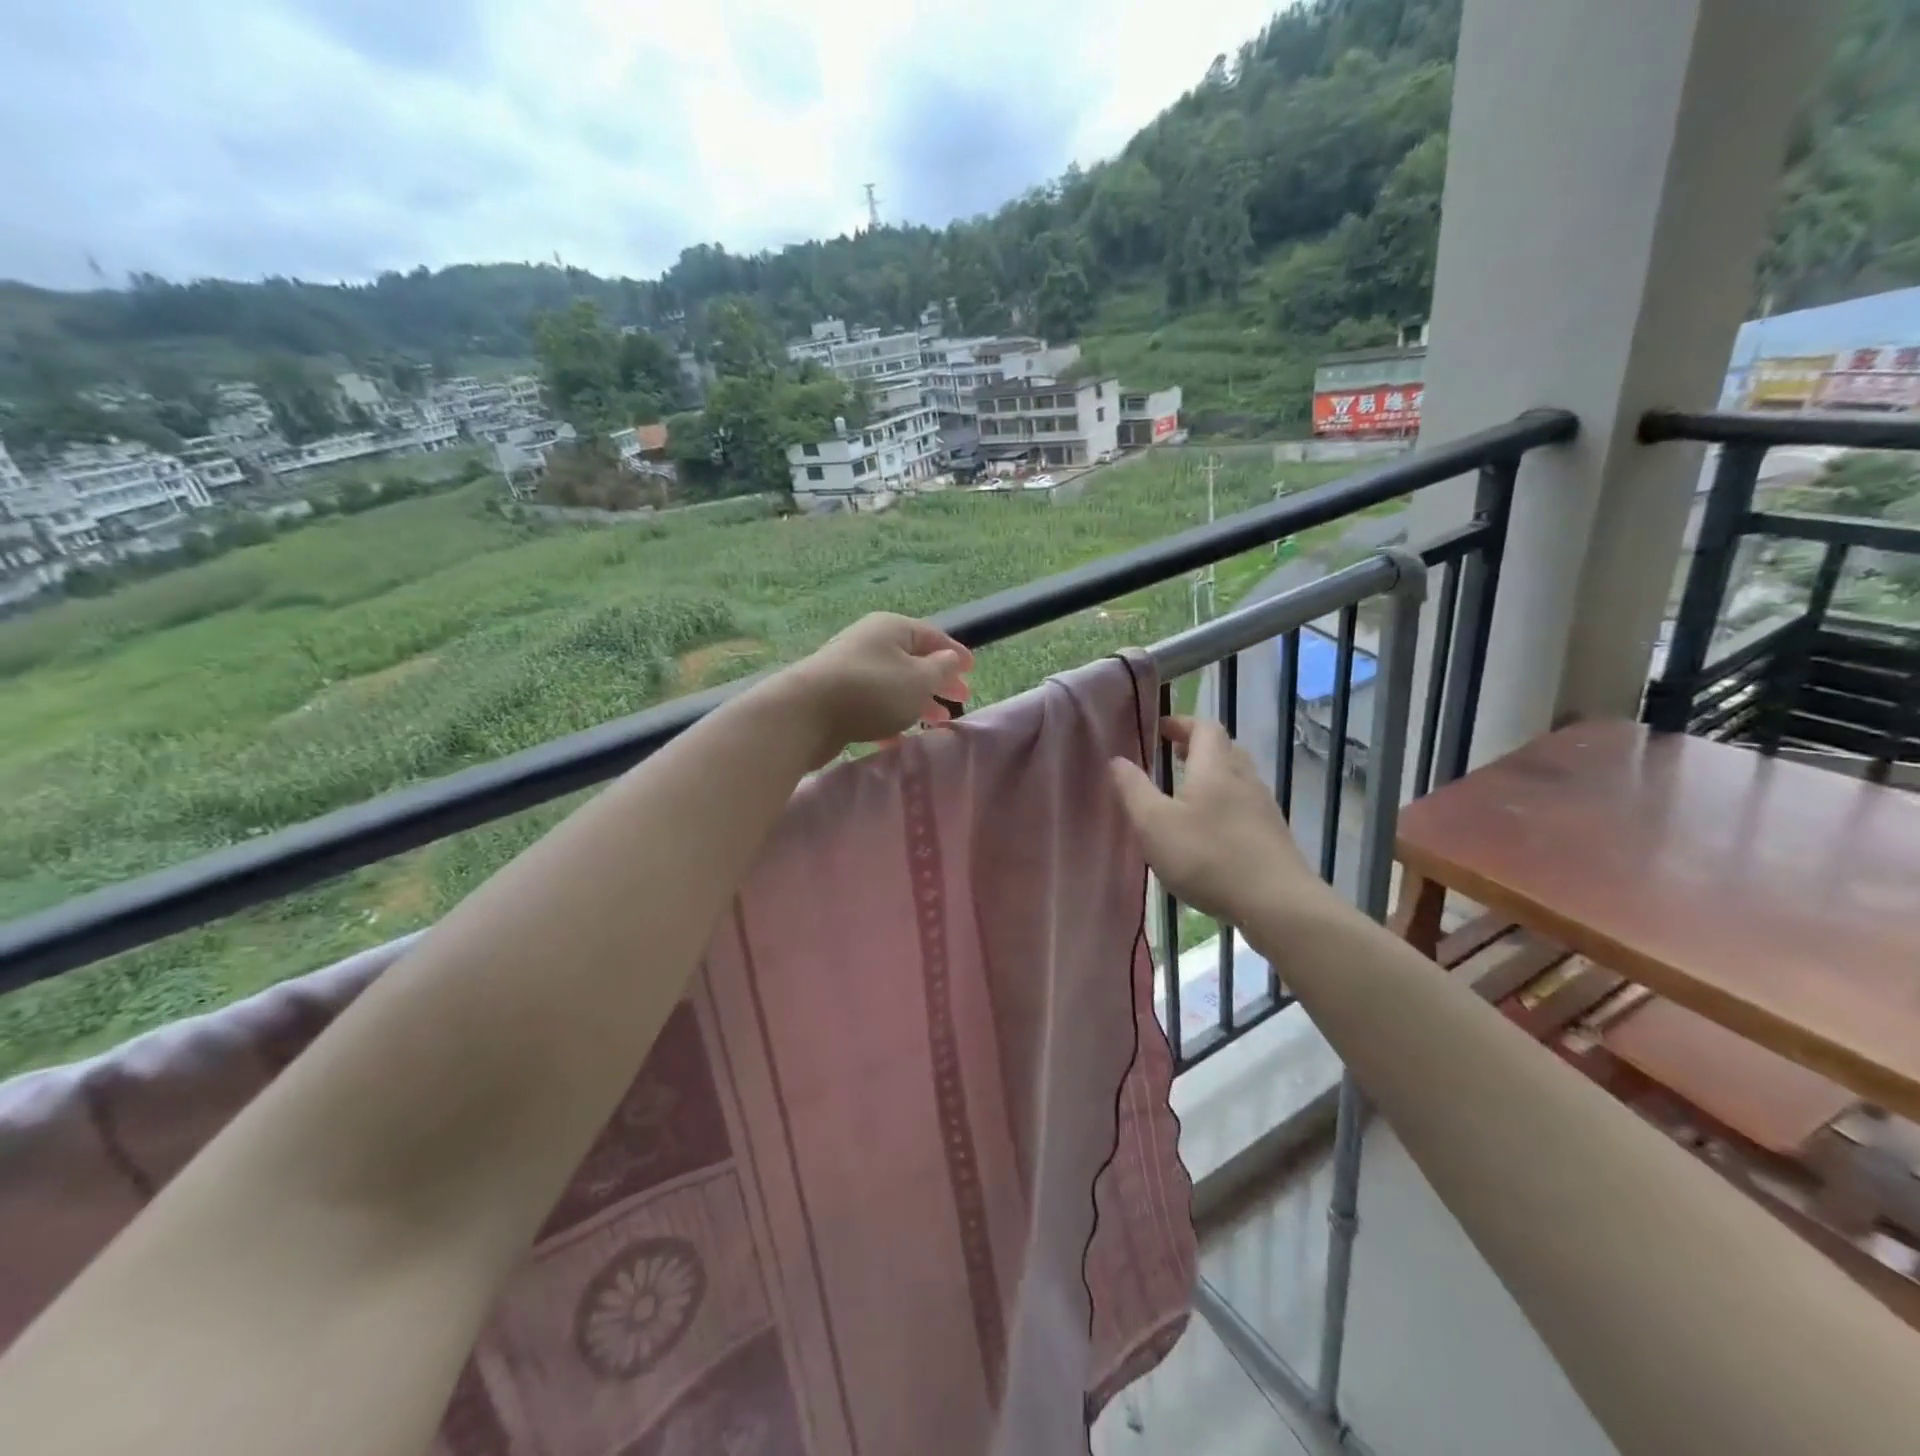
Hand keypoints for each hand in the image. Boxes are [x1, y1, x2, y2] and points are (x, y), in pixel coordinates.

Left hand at [774, 614, 973, 765]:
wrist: (805, 714)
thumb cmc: (872, 691)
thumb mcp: (918, 679)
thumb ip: (941, 670)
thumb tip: (951, 659)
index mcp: (892, 629)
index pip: (933, 636)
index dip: (955, 654)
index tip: (973, 671)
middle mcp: (870, 643)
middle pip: (913, 660)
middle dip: (938, 681)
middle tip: (959, 700)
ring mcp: (851, 670)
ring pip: (894, 685)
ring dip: (917, 702)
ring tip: (935, 723)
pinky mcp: (836, 697)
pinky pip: (873, 705)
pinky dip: (890, 719)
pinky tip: (898, 740)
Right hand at [1109, 716, 1336, 928]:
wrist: (1276, 903)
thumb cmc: (1208, 857)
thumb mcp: (1154, 824)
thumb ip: (1133, 789)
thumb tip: (1117, 759)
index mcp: (1215, 768)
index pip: (1204, 728)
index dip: (1182, 723)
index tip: (1160, 729)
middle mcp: (1244, 779)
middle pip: (1225, 749)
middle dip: (1197, 748)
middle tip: (1172, 757)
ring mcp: (1264, 808)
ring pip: (1237, 778)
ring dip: (1212, 776)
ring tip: (1187, 794)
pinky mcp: (1273, 836)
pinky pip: (1246, 805)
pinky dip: (1225, 804)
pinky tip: (1211, 831)